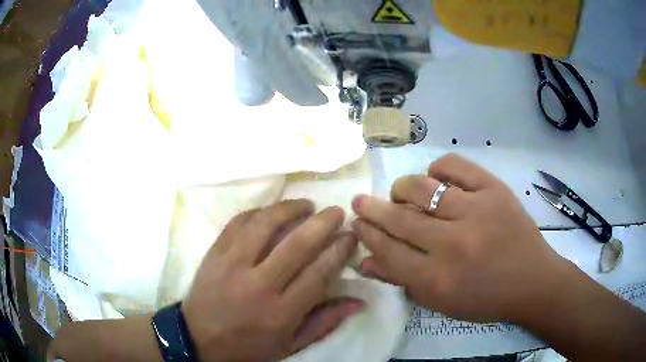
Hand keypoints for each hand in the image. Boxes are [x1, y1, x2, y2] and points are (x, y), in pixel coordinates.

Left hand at [182, 200, 362, 361]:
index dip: (339, 250)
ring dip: (289, 208)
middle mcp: (257, 286)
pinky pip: (237, 223)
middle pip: (296, 245)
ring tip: (306, 204)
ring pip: (264, 225)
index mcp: (280, 314)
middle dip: (322, 223)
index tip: (350, 235)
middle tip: (337, 211)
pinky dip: (258, 212)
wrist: (198, 339)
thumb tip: (358, 301)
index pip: (318, 274)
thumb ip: (324, 322)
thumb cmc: (248, 347)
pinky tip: (271, 211)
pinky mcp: (213, 254)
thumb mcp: (290, 345)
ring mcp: (231, 266)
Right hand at [352, 154, 567, 322]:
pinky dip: (438, 168)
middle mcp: (453, 244)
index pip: (389, 251)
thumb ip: (402, 280)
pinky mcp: (494, 190)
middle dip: (373, 209)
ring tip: (398, 193)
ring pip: (423, 188)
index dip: (368, 235)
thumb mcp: (441, 302)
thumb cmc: (485, 298)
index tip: (356, 223)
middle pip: (401, 219)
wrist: (532, 280)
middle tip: (360, 201)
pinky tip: (434, 177)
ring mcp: (476, 211)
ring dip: (402, 189)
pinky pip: (456, 166)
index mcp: (438, 279)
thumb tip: (366, 261)